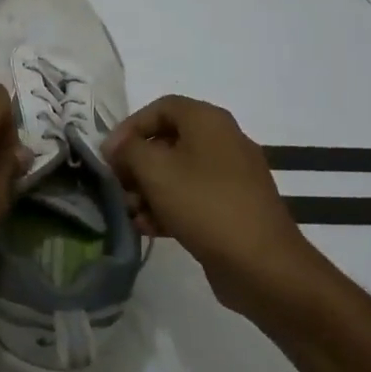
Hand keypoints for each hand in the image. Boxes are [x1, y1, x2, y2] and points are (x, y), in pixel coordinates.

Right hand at [103, 95, 315, 313]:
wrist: (261, 264)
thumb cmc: (204, 204)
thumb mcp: (155, 170)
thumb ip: (129, 150)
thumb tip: (119, 146)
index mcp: (208, 121)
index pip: (160, 108)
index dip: (130, 127)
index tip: (109, 154)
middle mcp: (223, 141)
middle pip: (168, 142)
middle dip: (136, 164)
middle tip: (117, 186)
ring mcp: (231, 176)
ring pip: (178, 173)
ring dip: (148, 190)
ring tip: (130, 213)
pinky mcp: (232, 207)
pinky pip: (193, 197)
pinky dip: (168, 207)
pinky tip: (148, 228)